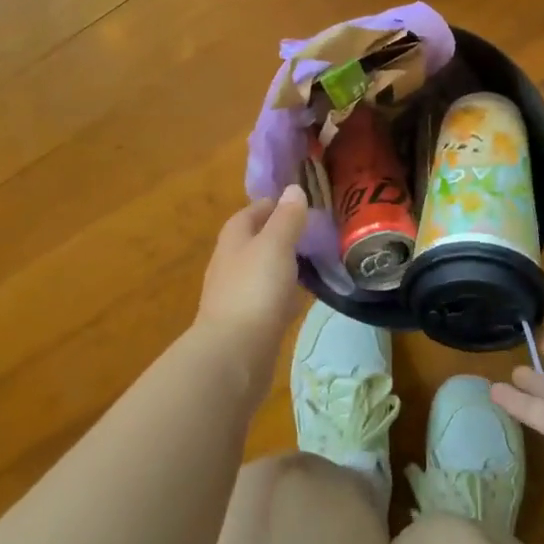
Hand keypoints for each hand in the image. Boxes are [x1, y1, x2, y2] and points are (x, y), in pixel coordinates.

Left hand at [195, 185, 311, 364]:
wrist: (234, 354)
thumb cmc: (254, 291)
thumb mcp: (275, 246)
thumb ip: (286, 219)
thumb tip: (293, 189)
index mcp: (233, 241)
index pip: (251, 213)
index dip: (273, 205)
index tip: (300, 202)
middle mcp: (230, 265)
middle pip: (255, 242)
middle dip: (280, 235)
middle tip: (314, 232)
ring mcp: (237, 296)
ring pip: (262, 271)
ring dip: (283, 265)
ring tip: (314, 261)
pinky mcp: (247, 324)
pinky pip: (268, 300)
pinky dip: (284, 294)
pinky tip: (301, 298)